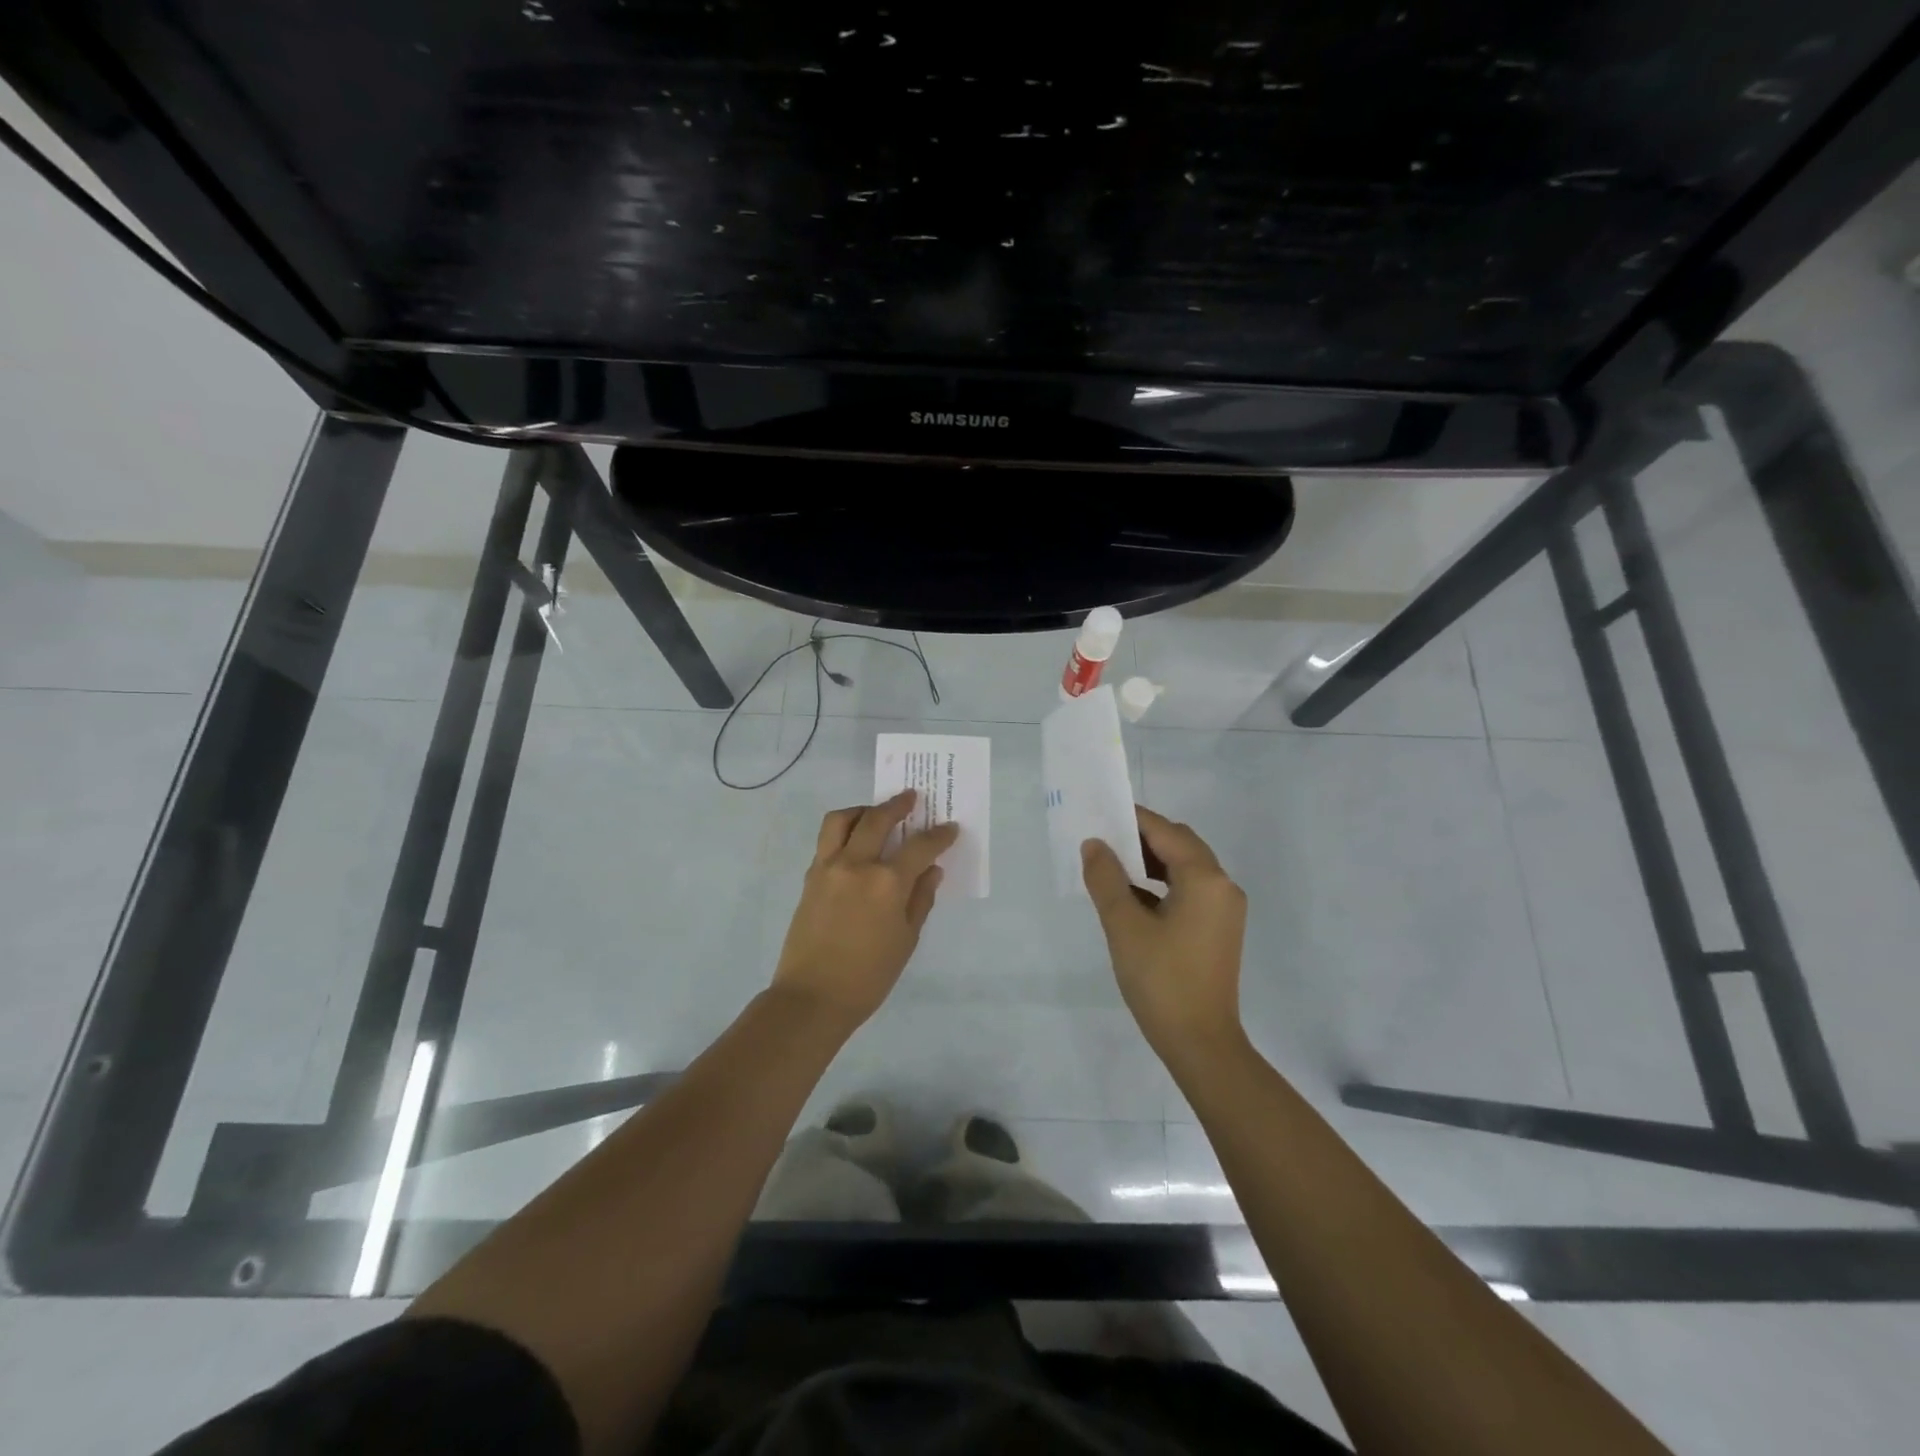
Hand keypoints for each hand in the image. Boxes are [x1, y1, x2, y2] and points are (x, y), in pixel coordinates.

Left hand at [772, 789, 958, 1032]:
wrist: (812, 997)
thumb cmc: (869, 976)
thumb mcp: (906, 940)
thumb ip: (920, 899)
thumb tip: (931, 871)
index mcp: (887, 882)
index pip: (920, 847)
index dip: (939, 836)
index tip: (949, 828)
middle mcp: (856, 864)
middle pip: (877, 820)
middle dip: (898, 805)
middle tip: (911, 798)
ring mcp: (828, 867)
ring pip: (841, 820)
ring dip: (862, 810)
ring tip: (874, 814)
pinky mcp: (809, 877)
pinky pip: (826, 842)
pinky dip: (843, 832)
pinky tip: (855, 844)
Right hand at [1081, 806, 1246, 1063]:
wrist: (1201, 1043)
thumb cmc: (1161, 980)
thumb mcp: (1124, 926)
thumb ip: (1106, 879)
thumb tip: (1094, 845)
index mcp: (1205, 879)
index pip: (1165, 831)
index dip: (1132, 820)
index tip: (1099, 816)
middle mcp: (1222, 886)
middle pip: (1180, 844)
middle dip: (1141, 838)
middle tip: (1103, 840)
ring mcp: (1224, 909)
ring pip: (1185, 867)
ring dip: (1151, 861)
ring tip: (1111, 866)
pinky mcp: (1219, 929)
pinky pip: (1190, 890)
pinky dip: (1162, 884)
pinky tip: (1132, 896)